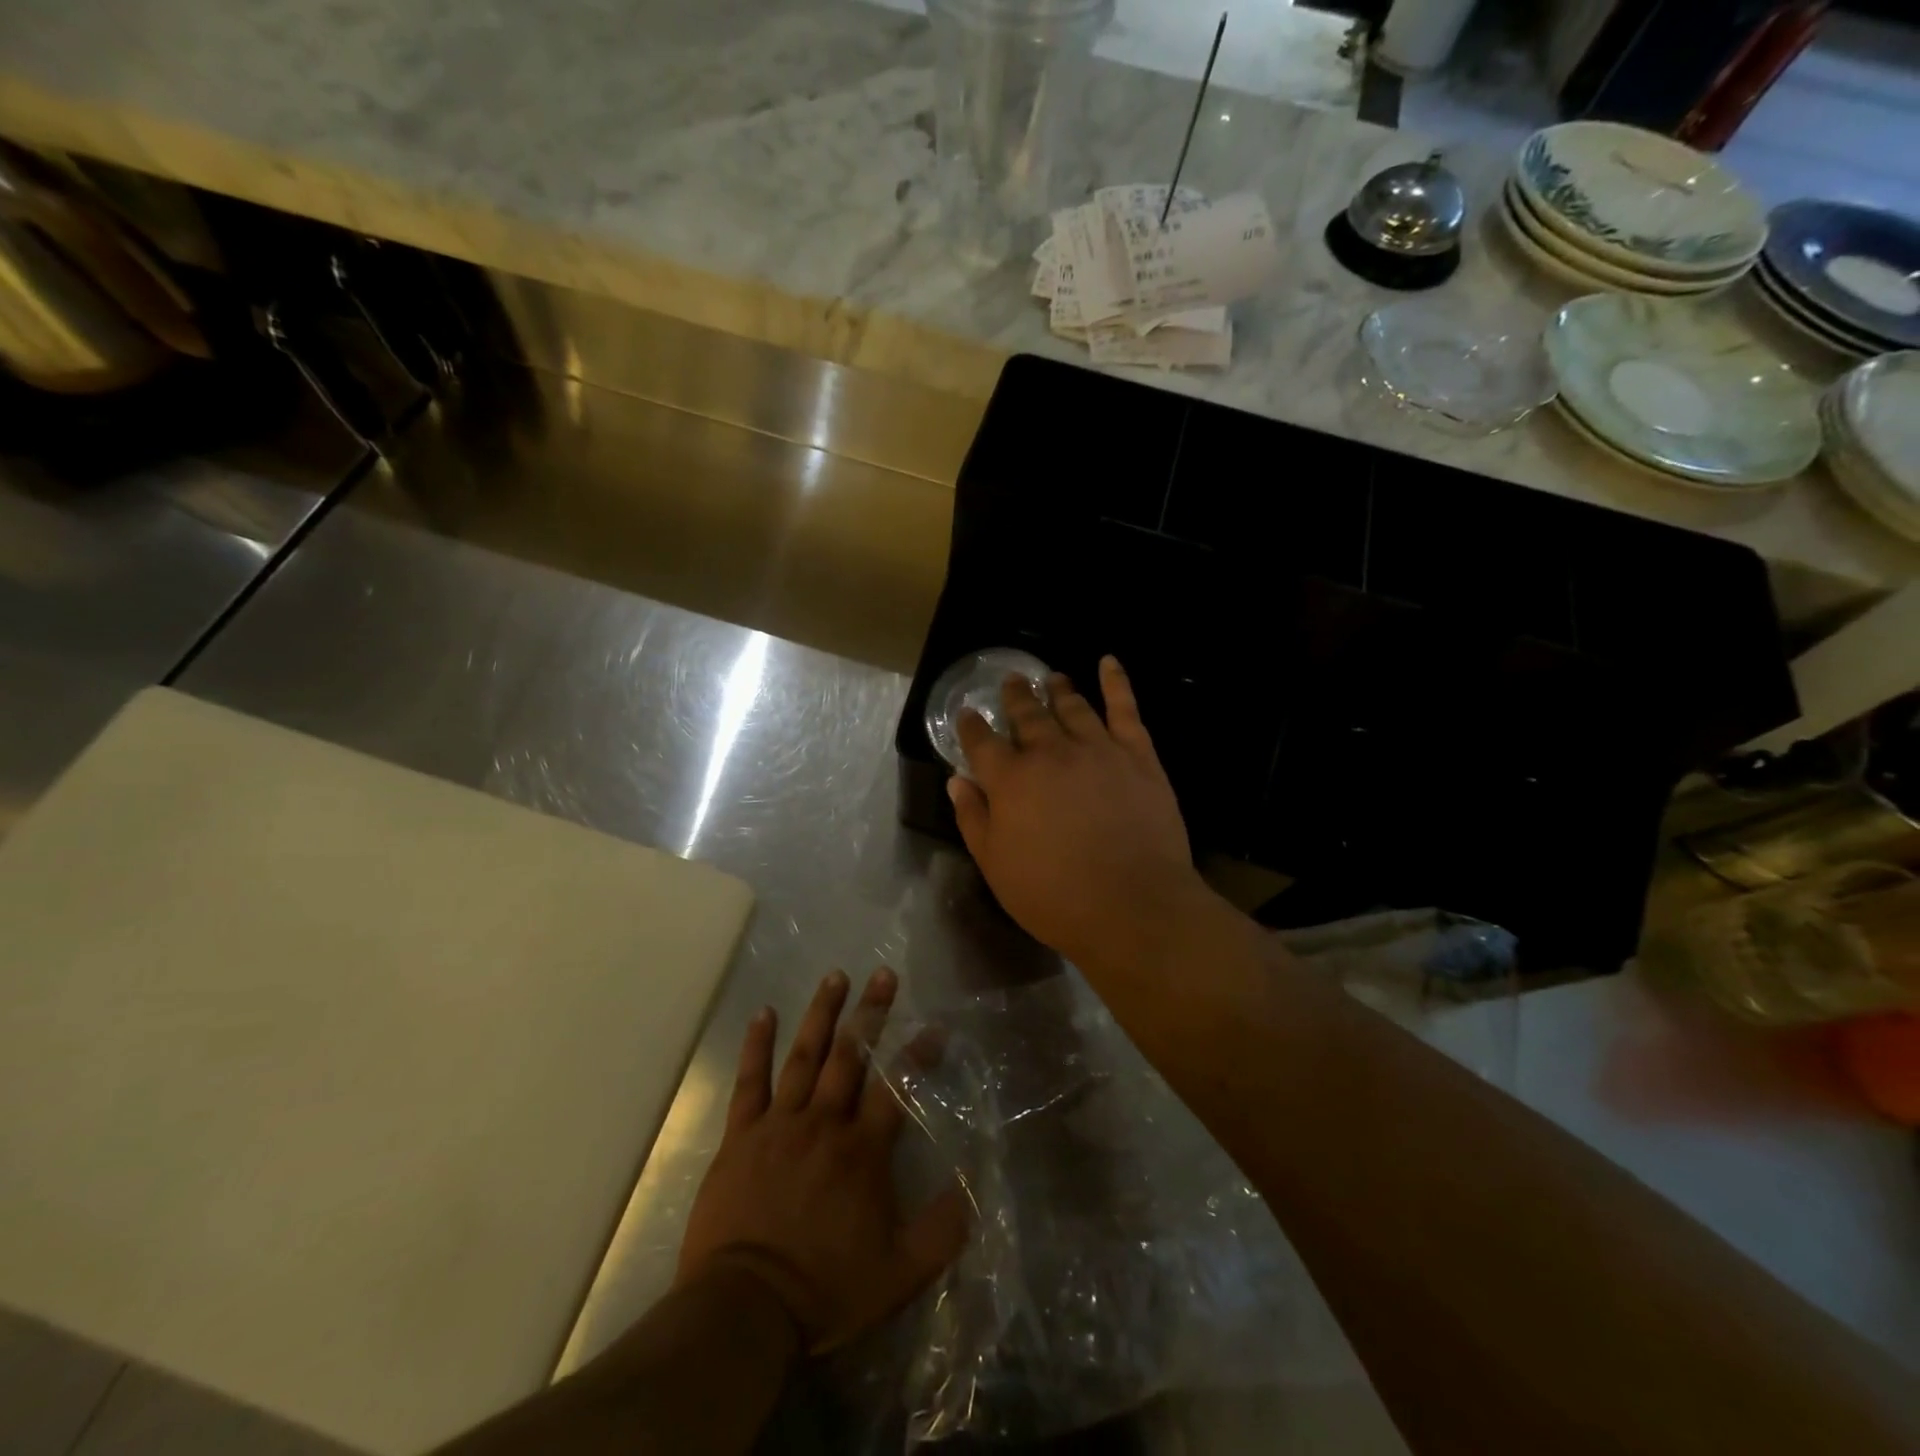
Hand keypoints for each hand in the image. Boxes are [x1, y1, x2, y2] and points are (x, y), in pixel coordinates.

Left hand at [676, 968, 968, 1353]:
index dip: (918, 1054)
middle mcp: (824, 1123)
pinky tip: (763, 1013)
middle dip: (871, 1012)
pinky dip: (757, 1045)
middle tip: (883, 973)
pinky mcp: (742, 1135)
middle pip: (851, 1056)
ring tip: (835, 976)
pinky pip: (750, 1081)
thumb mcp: (899, 1273)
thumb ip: (941, 1232)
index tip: (934, 1027)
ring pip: (804, 1056)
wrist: (745, 1308)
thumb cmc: (824, 1289)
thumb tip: (973, 1188)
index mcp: (862, 1150)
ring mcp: (780, 1124)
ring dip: (822, 1013)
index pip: (896, 1088)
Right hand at [948, 656, 1219, 977]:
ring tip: (1052, 678)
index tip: (967, 712)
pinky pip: (1125, 709)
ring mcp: (1096, 748)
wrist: (1132, 905)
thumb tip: (957, 780)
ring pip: (1072, 707)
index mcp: (1010, 780)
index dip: (971, 725)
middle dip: (1016, 697)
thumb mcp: (996, 866)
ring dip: (1059, 690)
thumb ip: (973, 819)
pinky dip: (1116, 682)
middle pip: (1027, 714)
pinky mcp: (1137, 754)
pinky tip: (1109, 662)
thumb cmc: (1054, 896)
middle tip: (1013, 681)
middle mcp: (1049, 753)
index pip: (982, 742)